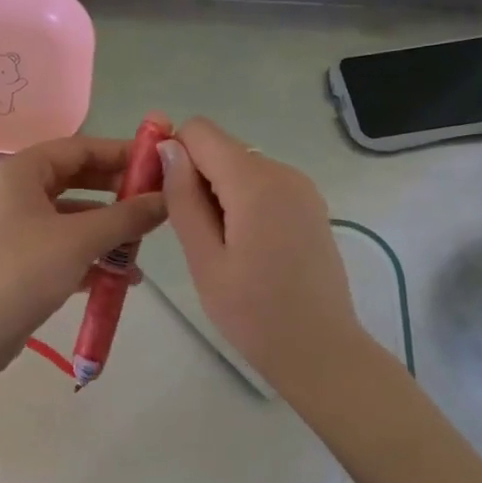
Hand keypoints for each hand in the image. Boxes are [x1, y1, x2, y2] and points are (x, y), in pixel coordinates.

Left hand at [0, 134, 167, 372]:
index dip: (121, 153)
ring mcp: (14, 228)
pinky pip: (61, 247)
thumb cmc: (22, 270)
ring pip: (71, 218)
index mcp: (23, 172)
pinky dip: (89, 257)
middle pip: (76, 181)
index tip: (159, 163)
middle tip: (156, 204)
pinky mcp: (17, 261)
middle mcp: (16, 192)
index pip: (80, 148)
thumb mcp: (80, 239)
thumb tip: (167, 199)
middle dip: (117, 194)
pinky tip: (120, 279)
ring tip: (143, 247)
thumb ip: (126, 216)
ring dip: (107, 230)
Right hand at [159, 117, 369, 399]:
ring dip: (216, 193)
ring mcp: (301, 188)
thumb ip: (183, 197)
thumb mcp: (204, 258)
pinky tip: (241, 245)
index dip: (172, 153)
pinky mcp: (309, 205)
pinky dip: (240, 202)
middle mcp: (283, 172)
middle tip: (188, 232)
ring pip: (240, 167)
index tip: (161, 193)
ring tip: (215, 245)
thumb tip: (168, 147)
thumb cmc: (253, 313)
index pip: (200, 131)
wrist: (320, 351)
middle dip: (194, 176)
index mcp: (255, 182)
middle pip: (220, 148)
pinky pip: (262, 184)